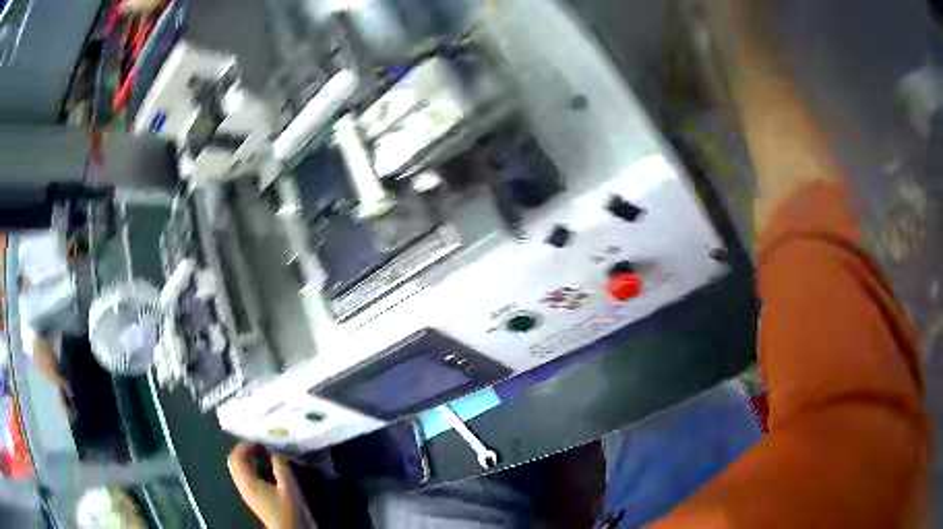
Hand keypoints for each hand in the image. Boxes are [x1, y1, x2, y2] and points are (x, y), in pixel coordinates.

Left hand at [227, 443, 315, 528]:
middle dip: (245, 451)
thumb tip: (276, 449)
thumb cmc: (290, 512)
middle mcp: (243, 486)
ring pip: (241, 470)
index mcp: (247, 482)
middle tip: (261, 444)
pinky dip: (254, 468)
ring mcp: (248, 494)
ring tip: (266, 454)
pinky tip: (269, 469)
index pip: (235, 457)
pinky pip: (247, 477)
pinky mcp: (255, 499)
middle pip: (235, 463)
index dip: (244, 445)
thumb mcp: (289, 487)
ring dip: (250, 459)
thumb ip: (281, 466)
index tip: (260, 439)